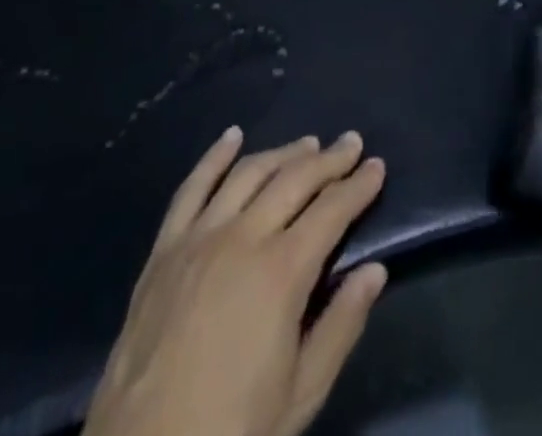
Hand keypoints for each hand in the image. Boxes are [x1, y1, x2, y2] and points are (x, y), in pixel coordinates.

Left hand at [83, 128, 387, 435]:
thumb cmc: (231, 433)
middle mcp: (243, 238)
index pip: (333, 209)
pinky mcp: (163, 251)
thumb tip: (374, 270)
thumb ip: (341, 326)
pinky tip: (232, 136)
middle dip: (330, 159)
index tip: (378, 167)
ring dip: (284, 153)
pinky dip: (215, 157)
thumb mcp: (301, 394)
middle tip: (352, 144)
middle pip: (295, 180)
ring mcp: (199, 239)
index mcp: (282, 272)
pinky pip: (192, 189)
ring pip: (250, 173)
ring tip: (308, 144)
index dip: (359, 185)